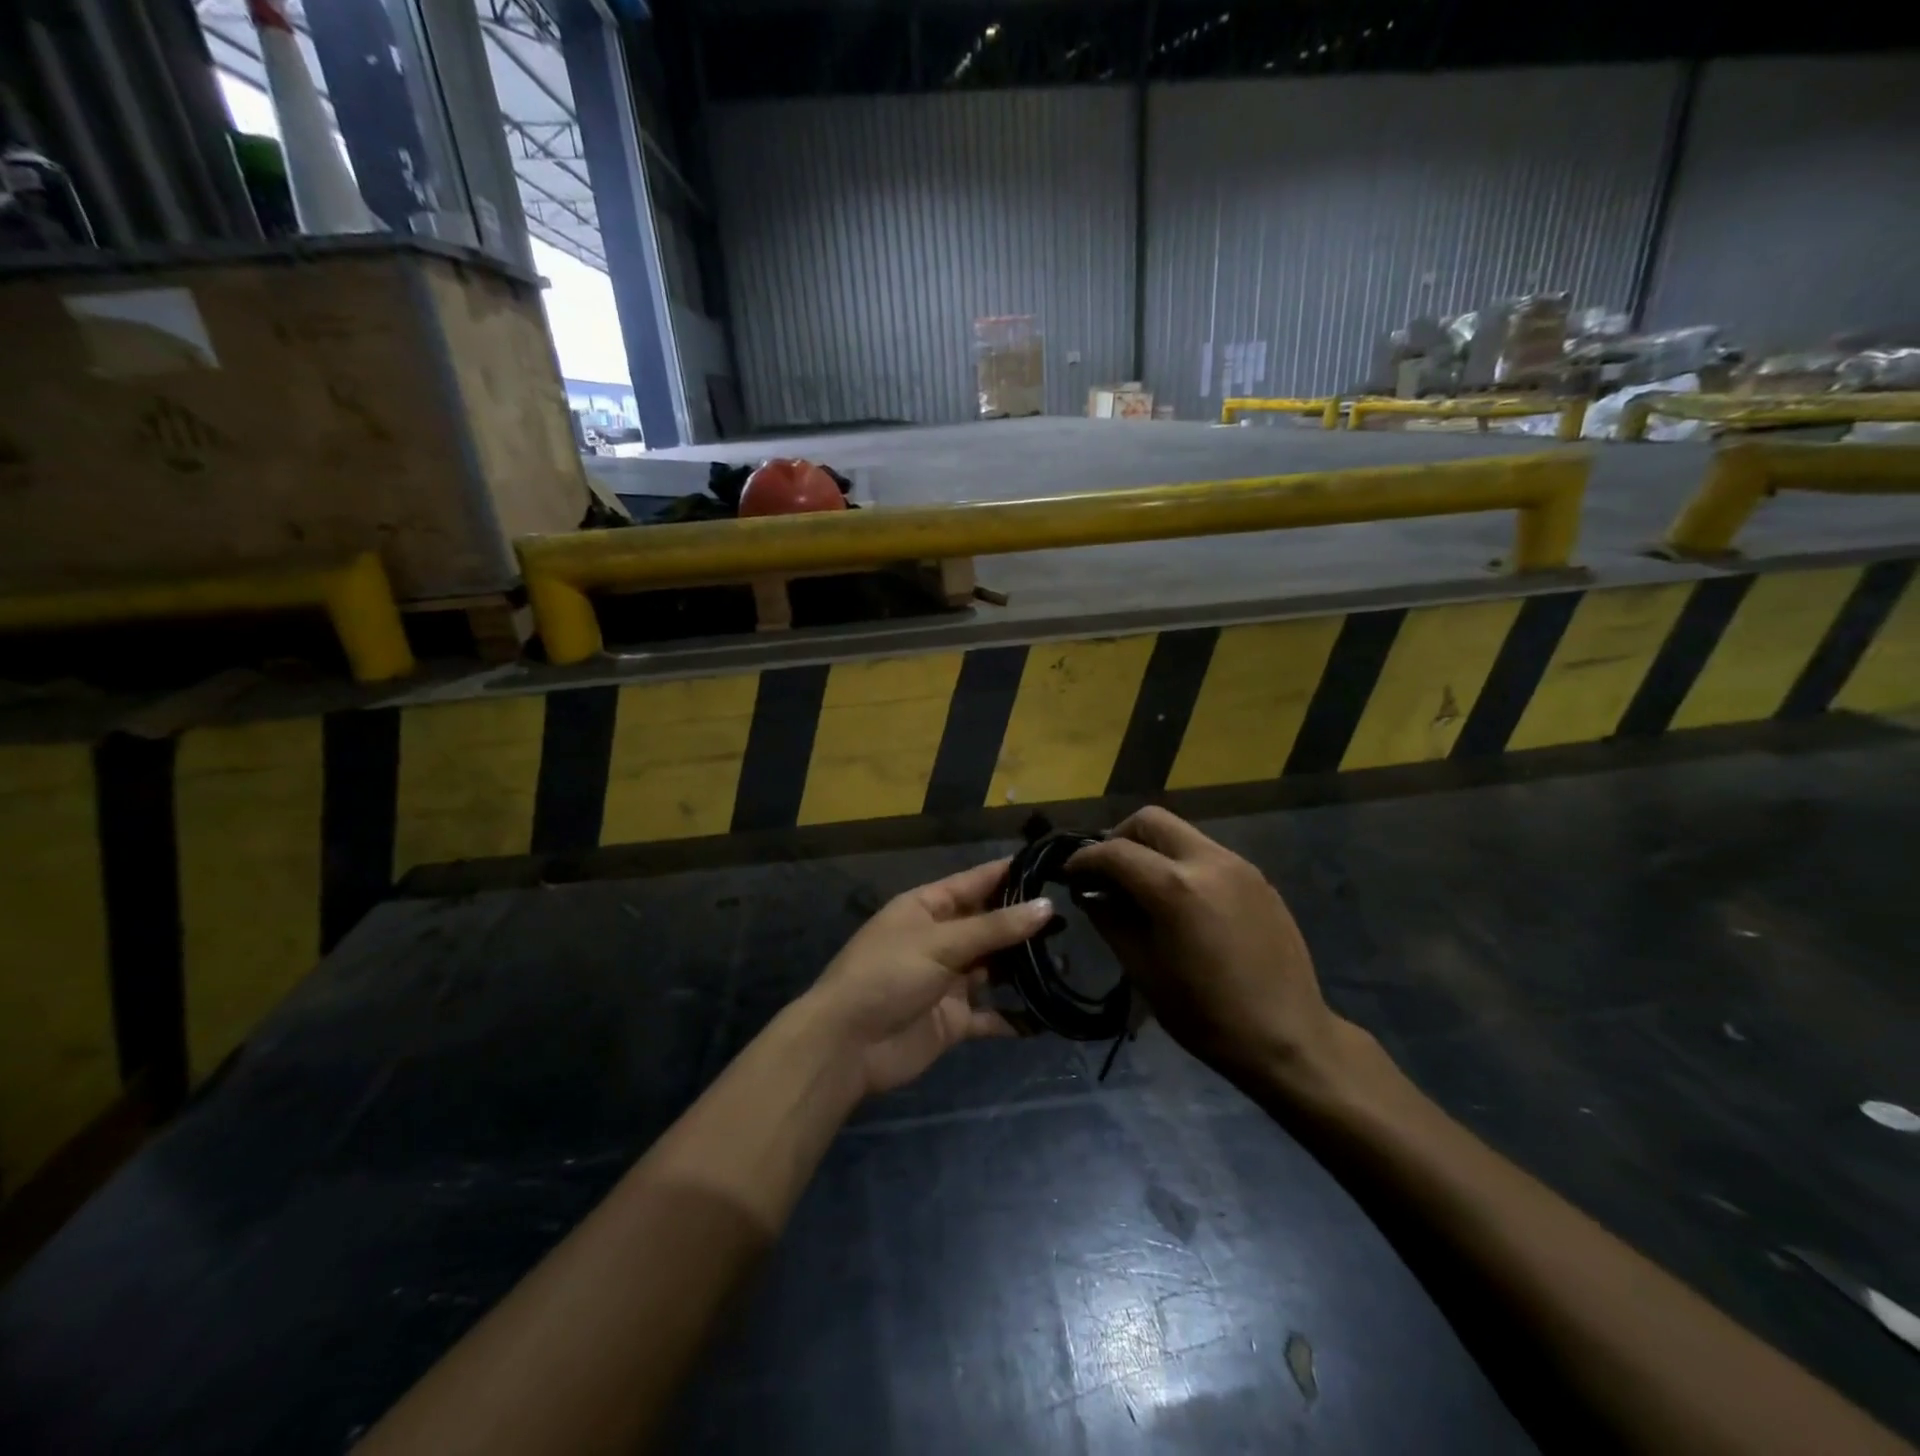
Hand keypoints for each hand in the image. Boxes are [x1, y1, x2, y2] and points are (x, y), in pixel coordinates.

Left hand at [804, 860, 1045, 1097]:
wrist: (847, 1045)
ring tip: (1069, 963)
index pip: (976, 882)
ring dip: (1026, 968)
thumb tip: (1046, 906)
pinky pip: (992, 1014)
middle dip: (1026, 924)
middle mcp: (941, 939)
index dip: (1011, 874)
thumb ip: (994, 928)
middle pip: (990, 925)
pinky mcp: (954, 1019)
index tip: (1053, 866)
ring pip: (996, 968)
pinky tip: (1050, 1015)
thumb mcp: (940, 942)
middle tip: (1075, 919)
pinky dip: (1017, 1017)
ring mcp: (948, 980)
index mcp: (928, 907)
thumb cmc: (887, 975)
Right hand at [1068, 807, 1353, 1093]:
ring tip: (1143, 886)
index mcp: (1175, 887)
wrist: (1288, 1037)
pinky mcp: (1258, 877)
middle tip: (1107, 871)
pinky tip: (1181, 900)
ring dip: (1153, 848)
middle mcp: (1208, 861)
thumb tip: (1090, 892)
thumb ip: (1110, 919)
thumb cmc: (1205, 1014)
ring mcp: (1239, 865)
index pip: (1115, 851)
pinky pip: (1207, 853)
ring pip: (1182, 832)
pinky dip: (1182, 862)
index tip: (1069, 874)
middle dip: (1120, 838)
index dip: (1084, 859)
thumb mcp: (1142, 969)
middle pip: (1151, 820)